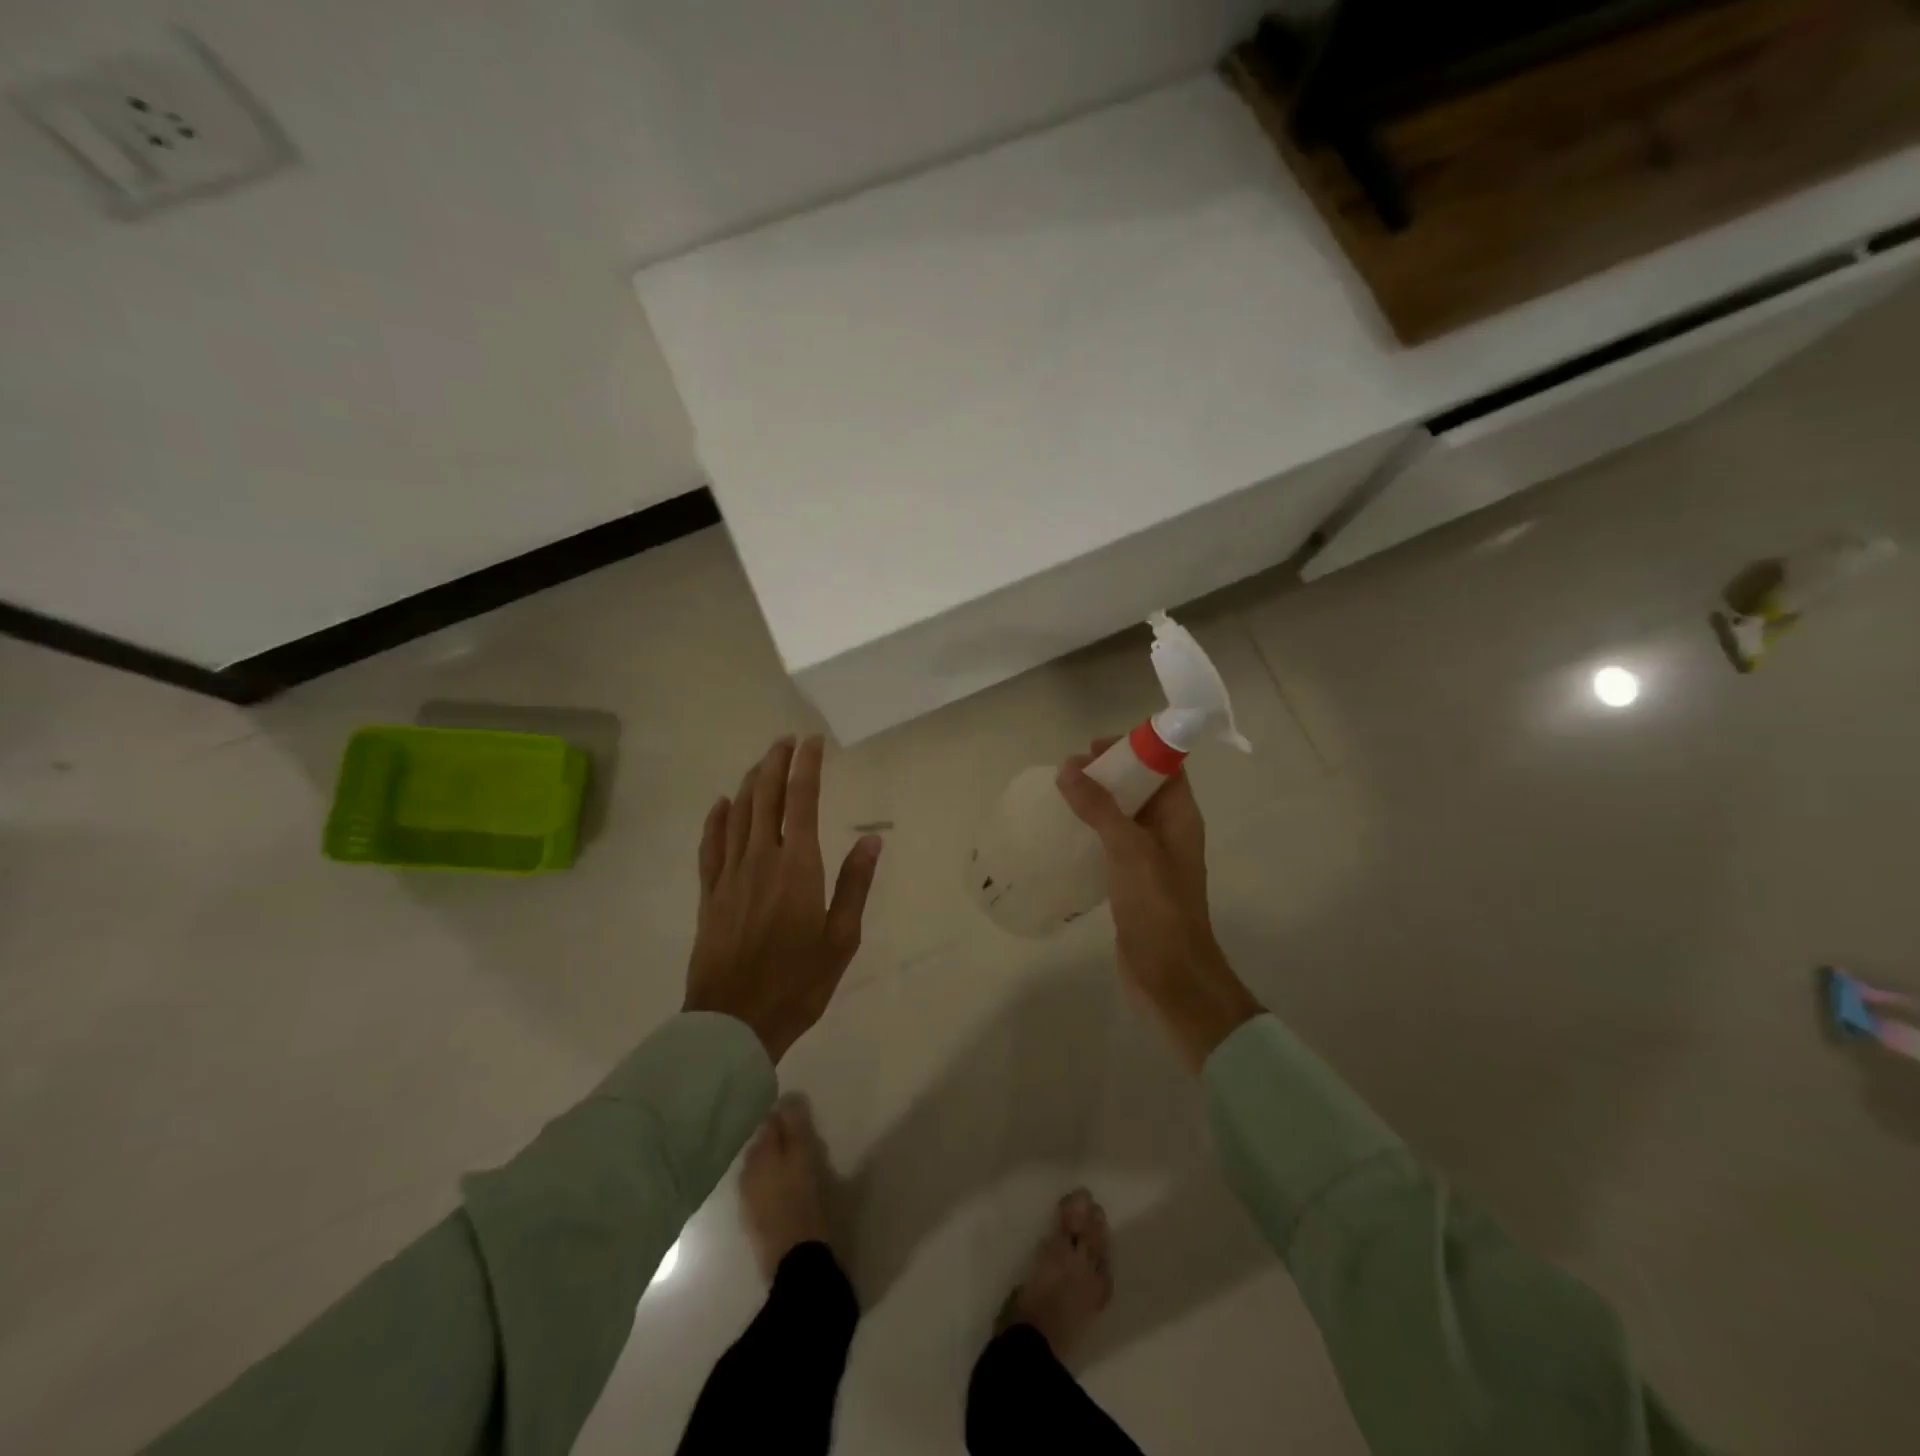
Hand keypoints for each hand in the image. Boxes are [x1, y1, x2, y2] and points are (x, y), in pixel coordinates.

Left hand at [685, 736, 881, 1062]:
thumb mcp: (841, 938)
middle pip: (765, 797)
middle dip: (776, 764)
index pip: (801, 800)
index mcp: (797, 866)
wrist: (734, 1022)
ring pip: (738, 814)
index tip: (812, 742)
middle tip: (786, 742)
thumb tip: (870, 841)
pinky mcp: (709, 894)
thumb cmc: (798, 982)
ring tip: (762, 763)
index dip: (806, 766)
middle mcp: (760, 859)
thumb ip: (854, 885)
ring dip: (750, 783)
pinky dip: (716, 819)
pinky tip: (722, 805)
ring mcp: (729, 875)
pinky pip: (710, 845)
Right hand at [1056, 739, 1259, 1069]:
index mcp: (1181, 816)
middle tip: (1067, 772)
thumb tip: (1068, 767)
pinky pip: (1112, 843)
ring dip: (1096, 802)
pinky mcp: (1133, 881)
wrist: (1171, 976)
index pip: (1164, 766)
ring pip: (1124, 815)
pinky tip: (1064, 835)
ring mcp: (1151, 858)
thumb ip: (1099, 807)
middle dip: (1107, 773)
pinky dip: (1091, 832)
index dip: (1134, 748)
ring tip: (1060, 797)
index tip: (1093, 746)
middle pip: (1141, 786)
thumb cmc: (1158, 907)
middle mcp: (1169, 831)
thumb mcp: (1129, 849)